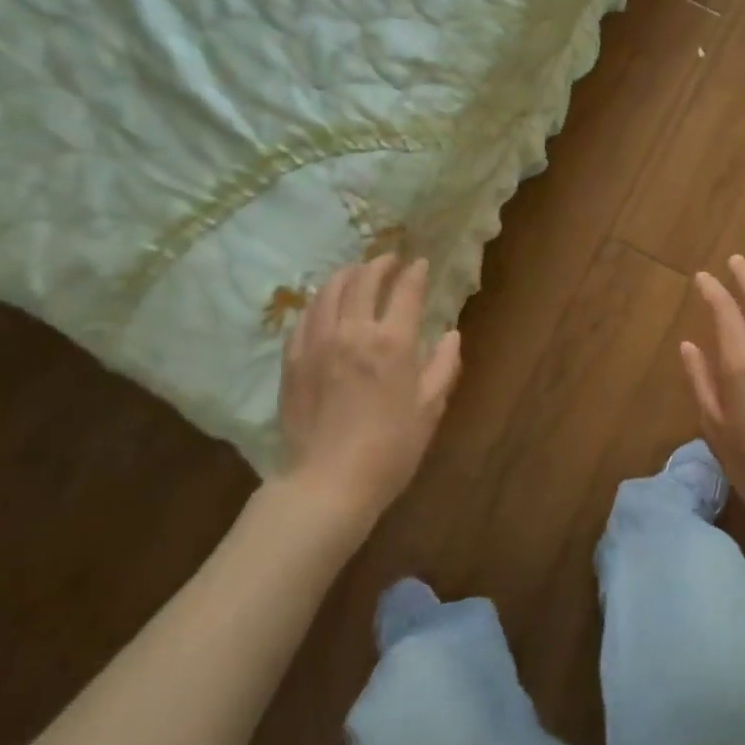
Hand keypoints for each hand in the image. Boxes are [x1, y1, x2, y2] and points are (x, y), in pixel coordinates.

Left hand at [278, 256, 461, 530]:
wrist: (327, 483)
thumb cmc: (390, 450)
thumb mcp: (429, 409)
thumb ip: (443, 366)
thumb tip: (451, 334)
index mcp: (392, 343)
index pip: (405, 291)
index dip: (415, 273)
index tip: (421, 264)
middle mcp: (353, 331)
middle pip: (363, 280)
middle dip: (380, 264)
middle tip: (390, 261)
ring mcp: (317, 343)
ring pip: (329, 291)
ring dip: (346, 274)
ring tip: (357, 272)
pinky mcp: (293, 359)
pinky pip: (305, 317)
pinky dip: (320, 301)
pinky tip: (326, 305)